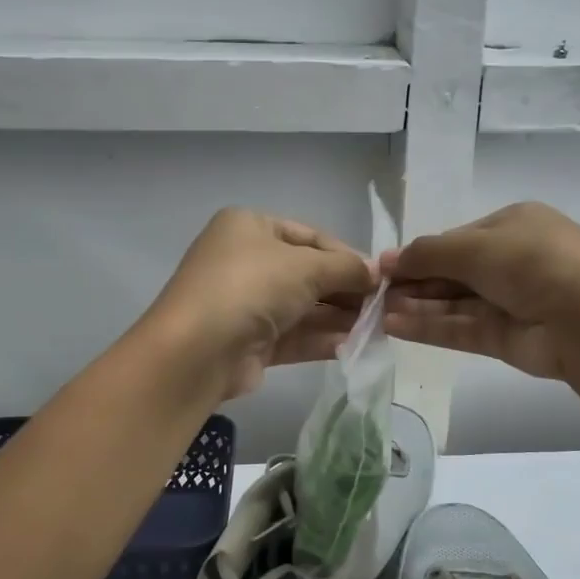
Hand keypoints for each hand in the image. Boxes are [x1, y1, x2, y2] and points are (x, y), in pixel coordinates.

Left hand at [145, 208, 376, 399]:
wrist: (198, 351)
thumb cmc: (251, 287)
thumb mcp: (306, 266)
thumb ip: (346, 268)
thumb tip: (376, 273)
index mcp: (250, 227)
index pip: (310, 236)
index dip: (347, 255)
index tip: (380, 277)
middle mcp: (246, 261)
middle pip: (308, 273)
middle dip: (345, 290)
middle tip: (382, 306)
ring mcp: (246, 304)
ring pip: (304, 307)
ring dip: (340, 317)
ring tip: (376, 328)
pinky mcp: (250, 342)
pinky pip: (295, 335)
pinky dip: (323, 338)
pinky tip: (355, 346)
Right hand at [380, 202, 579, 379]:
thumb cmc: (534, 263)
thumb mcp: (477, 246)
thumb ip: (429, 252)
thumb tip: (388, 259)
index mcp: (515, 226)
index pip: (459, 238)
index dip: (422, 252)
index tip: (386, 265)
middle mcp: (514, 261)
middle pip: (454, 271)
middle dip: (416, 281)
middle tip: (375, 292)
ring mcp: (511, 301)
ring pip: (455, 302)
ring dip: (417, 306)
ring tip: (377, 312)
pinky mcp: (506, 337)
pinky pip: (461, 328)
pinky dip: (430, 327)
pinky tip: (395, 326)